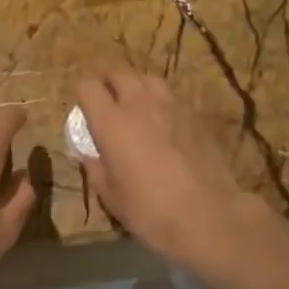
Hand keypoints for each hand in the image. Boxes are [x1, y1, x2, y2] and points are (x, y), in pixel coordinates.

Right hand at [76, 69, 270, 272]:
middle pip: (118, 72)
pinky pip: (171, 97)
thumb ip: (95, 169)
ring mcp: (170, 106)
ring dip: (136, 86)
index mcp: (111, 122)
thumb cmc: (150, 210)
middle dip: (107, 81)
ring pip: (147, 79)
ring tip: (134, 104)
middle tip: (105, 99)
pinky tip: (162, 122)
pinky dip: (160, 102)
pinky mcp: (194, 116)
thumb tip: (89, 155)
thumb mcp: (111, 197)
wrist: (208, 216)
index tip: (80, 103)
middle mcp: (139, 104)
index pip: (87, 85)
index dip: (80, 90)